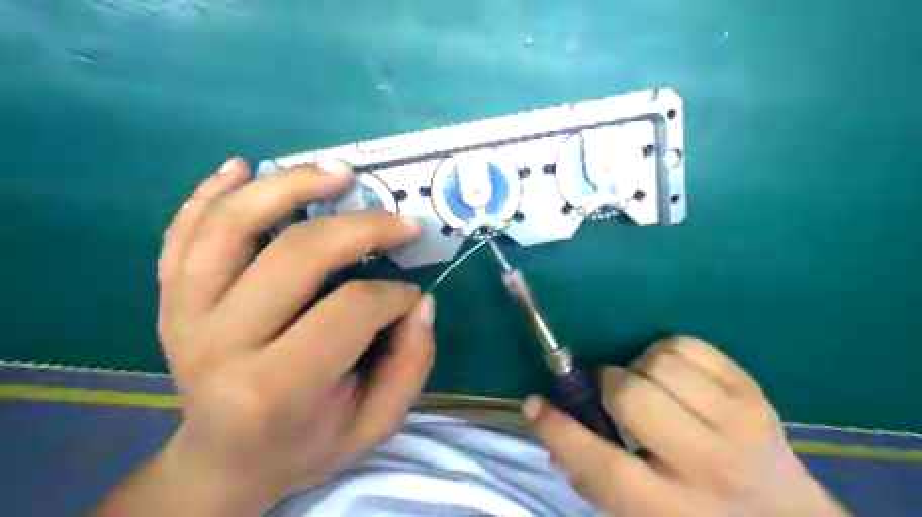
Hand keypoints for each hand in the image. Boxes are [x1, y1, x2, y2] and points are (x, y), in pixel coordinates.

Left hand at [93, 158, 437, 516]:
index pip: (350, 310)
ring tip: (338, 172)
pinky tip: (243, 167)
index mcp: (276, 387)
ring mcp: (185, 314)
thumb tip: (419, 302)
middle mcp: (221, 344)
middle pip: (297, 255)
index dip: (393, 295)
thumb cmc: (306, 444)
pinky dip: (211, 192)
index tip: (410, 297)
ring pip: (232, 224)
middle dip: (363, 228)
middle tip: (402, 223)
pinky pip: (182, 232)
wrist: (225, 460)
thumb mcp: (374, 425)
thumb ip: (410, 365)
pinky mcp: (169, 298)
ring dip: (289, 185)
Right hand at [523, 338, 851, 516]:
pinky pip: (688, 346)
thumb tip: (548, 422)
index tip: (534, 404)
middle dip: (609, 385)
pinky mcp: (753, 390)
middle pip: (633, 397)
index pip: (601, 464)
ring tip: (648, 388)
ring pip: (660, 364)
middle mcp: (708, 466)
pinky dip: (666, 353)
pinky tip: (673, 378)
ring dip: (639, 368)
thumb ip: (588, 478)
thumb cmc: (696, 516)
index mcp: (671, 509)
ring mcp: (738, 423)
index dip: (559, 429)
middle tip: (611, 394)